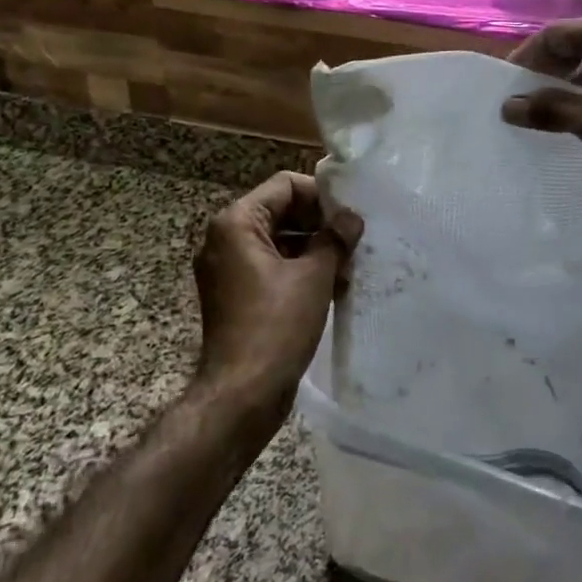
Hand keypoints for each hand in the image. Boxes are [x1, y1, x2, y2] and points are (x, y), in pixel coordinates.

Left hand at [191, 172, 361, 432]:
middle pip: (281, 212)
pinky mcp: (237, 295)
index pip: (285, 186)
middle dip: (320, 223)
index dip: (321, 195)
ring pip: (280, 241)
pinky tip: (334, 285)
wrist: (242, 395)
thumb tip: (351, 219)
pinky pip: (272, 267)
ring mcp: (229, 269)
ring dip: (315, 248)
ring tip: (350, 264)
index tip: (351, 214)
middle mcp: (225, 240)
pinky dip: (300, 270)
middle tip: (355, 238)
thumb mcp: (314, 276)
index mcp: (237, 224)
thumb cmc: (276, 326)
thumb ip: (334, 239)